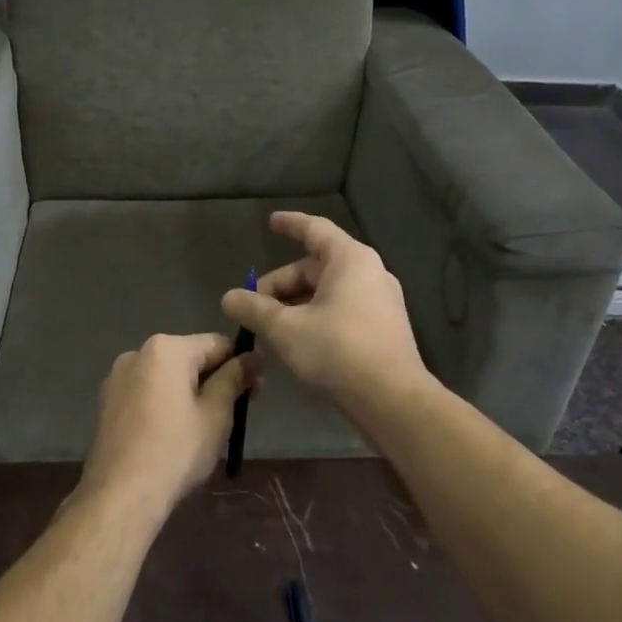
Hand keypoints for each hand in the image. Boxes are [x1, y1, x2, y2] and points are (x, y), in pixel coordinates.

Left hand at [81, 333, 260, 514]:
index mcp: (165, 349)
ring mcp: (116, 379)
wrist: (122, 494)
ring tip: (203, 429)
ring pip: (166, 377)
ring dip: (189, 393)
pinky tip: (172, 435)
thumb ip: (235, 378)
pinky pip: (146, 394)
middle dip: (214, 379)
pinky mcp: (107, 403)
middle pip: (189, 359)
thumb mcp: (216, 414)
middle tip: (234, 414)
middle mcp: (137, 354)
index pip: (217, 344)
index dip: (242, 365)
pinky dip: (164, 405)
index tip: (255, 394)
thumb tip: (253, 358)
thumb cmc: (177, 450)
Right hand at [221, 212, 425, 411]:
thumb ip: (254, 309)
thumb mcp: (285, 328)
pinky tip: (296, 340)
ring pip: (327, 291)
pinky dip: (315, 316)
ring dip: (295, 304)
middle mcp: (370, 272)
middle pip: (315, 266)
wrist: (392, 399)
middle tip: (252, 306)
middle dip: (280, 284)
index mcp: (350, 260)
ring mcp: (380, 301)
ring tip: (269, 327)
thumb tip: (228, 297)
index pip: (315, 229)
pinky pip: (342, 309)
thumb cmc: (337, 351)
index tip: (271, 222)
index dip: (290, 224)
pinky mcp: (382, 327)